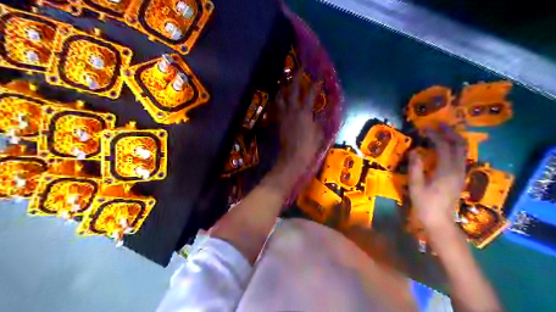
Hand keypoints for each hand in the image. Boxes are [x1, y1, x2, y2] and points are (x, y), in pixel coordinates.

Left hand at [275, 72, 324, 173]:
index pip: (311, 93)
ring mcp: (283, 115)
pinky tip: (280, 98)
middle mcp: (292, 109)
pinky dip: (278, 100)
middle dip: (297, 77)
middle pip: (293, 89)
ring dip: (284, 87)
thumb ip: (319, 120)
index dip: (315, 84)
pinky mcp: (277, 121)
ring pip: (281, 96)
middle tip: (300, 68)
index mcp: (304, 112)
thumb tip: (320, 111)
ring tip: (286, 82)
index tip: (319, 76)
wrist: (292, 159)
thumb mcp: (319, 133)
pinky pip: (276, 107)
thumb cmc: (309, 147)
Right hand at [408, 125, 465, 233]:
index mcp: (445, 171)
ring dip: (453, 139)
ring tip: (442, 133)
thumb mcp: (416, 186)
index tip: (425, 129)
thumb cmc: (425, 204)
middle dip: (450, 132)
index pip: (443, 146)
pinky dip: (454, 148)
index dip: (435, 135)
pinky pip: (460, 157)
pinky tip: (444, 148)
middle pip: (459, 145)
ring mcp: (460, 173)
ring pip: (462, 150)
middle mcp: (457, 169)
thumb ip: (415, 168)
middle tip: (438, 125)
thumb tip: (414, 151)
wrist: (440, 221)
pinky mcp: (459, 177)